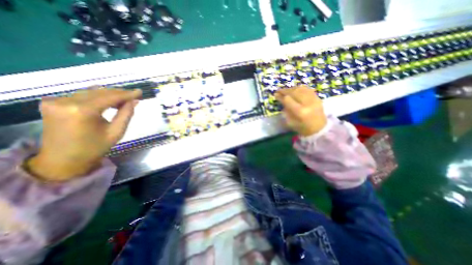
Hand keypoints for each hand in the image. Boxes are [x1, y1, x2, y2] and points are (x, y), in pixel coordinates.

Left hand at [26, 88, 140, 180]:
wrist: (62, 160)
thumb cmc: (94, 148)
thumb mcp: (116, 132)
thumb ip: (126, 114)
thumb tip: (134, 101)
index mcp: (82, 111)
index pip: (110, 97)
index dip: (126, 94)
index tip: (139, 92)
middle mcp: (65, 101)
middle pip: (99, 92)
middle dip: (119, 94)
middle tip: (133, 97)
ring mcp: (55, 101)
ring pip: (91, 92)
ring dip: (109, 95)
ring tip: (123, 101)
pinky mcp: (52, 103)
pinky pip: (81, 95)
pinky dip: (97, 97)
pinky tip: (107, 103)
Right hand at [275, 85, 326, 136]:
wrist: (319, 129)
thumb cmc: (303, 128)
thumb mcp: (290, 122)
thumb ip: (286, 110)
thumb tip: (282, 100)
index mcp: (300, 112)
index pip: (288, 100)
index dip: (281, 96)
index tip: (275, 95)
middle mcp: (307, 103)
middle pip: (294, 92)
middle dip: (285, 90)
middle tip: (279, 91)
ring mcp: (314, 99)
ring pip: (300, 89)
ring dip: (291, 89)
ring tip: (286, 91)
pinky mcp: (318, 98)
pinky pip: (307, 89)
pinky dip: (299, 88)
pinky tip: (295, 90)